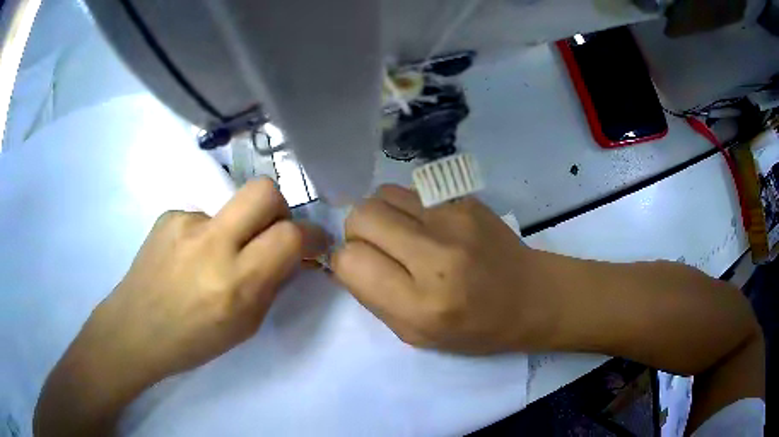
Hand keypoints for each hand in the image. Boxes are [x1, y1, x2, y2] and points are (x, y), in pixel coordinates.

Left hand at [47, 179, 326, 397]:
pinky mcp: (168, 214)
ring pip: (231, 206)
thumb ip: (271, 285)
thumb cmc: (193, 342)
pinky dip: (206, 235)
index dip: (311, 235)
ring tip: (212, 259)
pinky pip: (203, 216)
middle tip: (272, 231)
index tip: (313, 242)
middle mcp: (211, 244)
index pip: (289, 236)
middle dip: (279, 207)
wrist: (134, 330)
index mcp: (235, 283)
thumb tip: (291, 255)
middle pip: (263, 190)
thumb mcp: (245, 326)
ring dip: (236, 228)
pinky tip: (187, 259)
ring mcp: (185, 222)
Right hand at [331, 185, 558, 353]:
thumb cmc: (475, 328)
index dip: (345, 263)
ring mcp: (454, 219)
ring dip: (379, 214)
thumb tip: (346, 261)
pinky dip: (405, 207)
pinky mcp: (465, 199)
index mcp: (422, 303)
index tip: (358, 269)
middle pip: (361, 215)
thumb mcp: (417, 336)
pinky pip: (412, 191)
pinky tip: (426, 226)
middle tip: (375, 249)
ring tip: (399, 234)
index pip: (351, 261)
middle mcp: (436, 255)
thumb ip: (374, 299)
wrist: (531, 296)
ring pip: (383, 194)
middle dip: (355, 232)